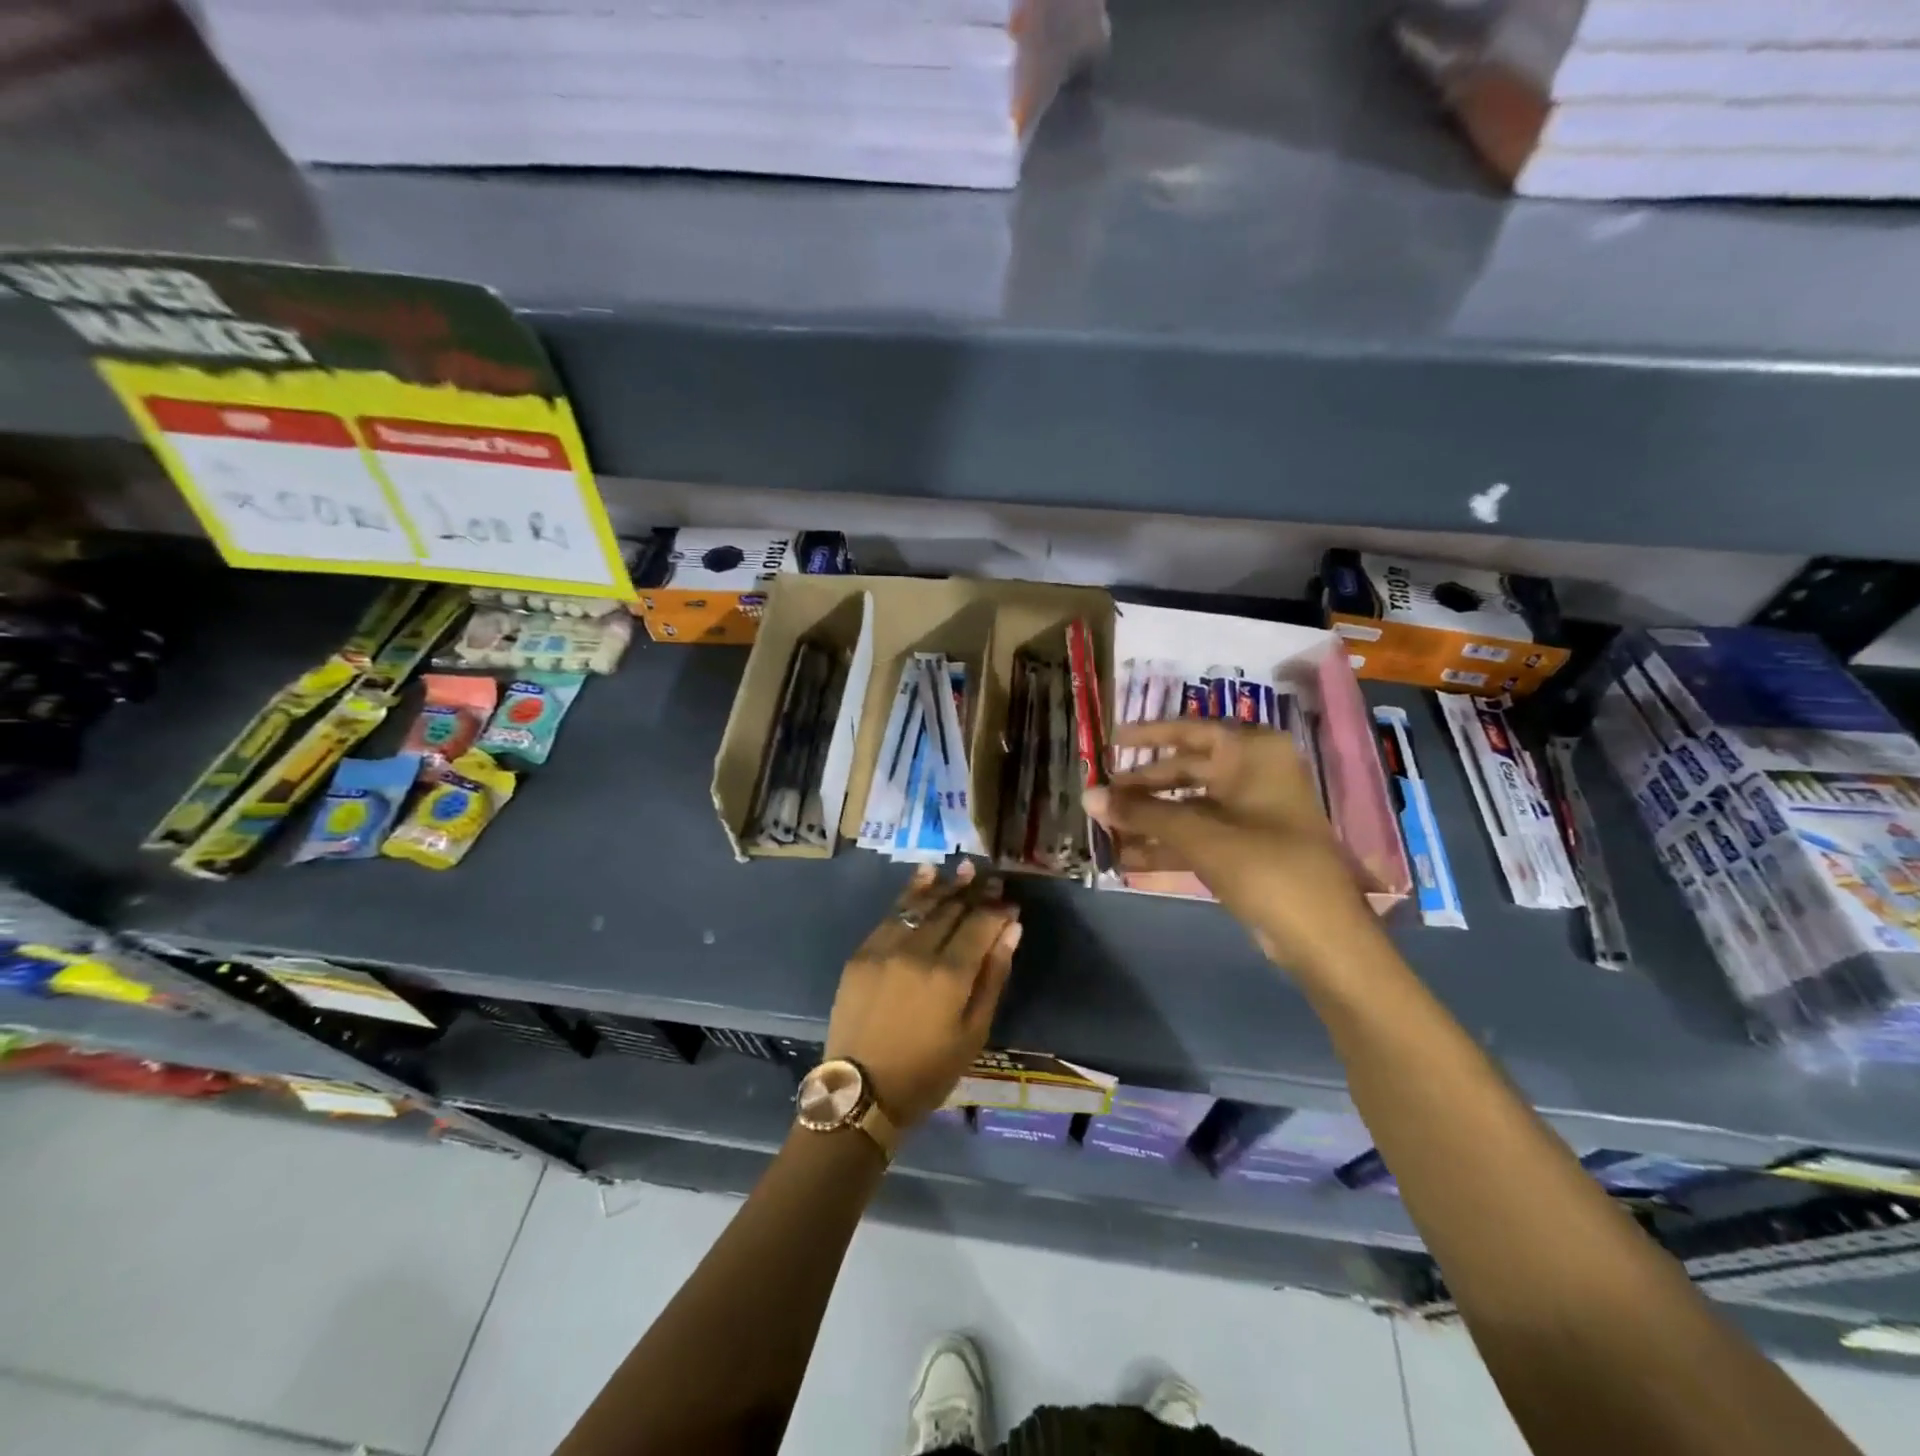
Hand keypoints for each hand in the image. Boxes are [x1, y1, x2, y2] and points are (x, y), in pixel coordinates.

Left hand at [824, 861, 1021, 1127]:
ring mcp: (885, 949)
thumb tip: (1011, 929)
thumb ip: (993, 976)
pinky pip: (891, 914)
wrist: (862, 1092)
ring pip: (920, 905)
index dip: (997, 911)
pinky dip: (910, 894)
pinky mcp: (862, 953)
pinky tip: (925, 876)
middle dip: (974, 892)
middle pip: (951, 910)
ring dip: (944, 885)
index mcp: (949, 976)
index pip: (979, 926)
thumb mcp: (973, 1032)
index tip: (1011, 902)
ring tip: (963, 868)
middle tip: (991, 878)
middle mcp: (917, 952)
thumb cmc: (927, 1071)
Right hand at [1085, 719, 1382, 974]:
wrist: (1321, 935)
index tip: (1111, 743)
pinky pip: (1198, 835)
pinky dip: (1167, 844)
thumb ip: (1141, 812)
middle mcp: (1254, 773)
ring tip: (1105, 829)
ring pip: (1188, 806)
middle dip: (1142, 787)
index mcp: (1253, 753)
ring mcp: (1251, 812)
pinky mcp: (1247, 847)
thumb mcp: (1197, 834)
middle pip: (1185, 770)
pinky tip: (1128, 857)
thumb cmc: (1264, 865)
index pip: (1190, 730)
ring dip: (1149, 819)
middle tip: (1101, 796)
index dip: (1149, 735)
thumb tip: (1087, 795)